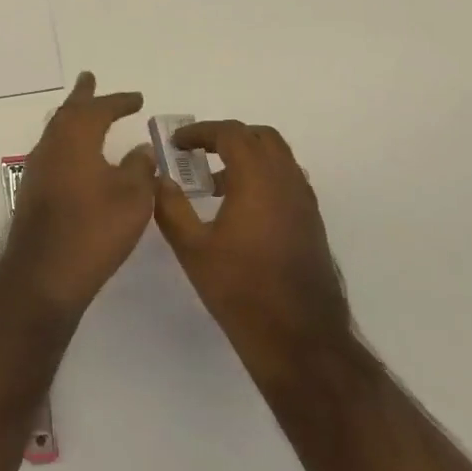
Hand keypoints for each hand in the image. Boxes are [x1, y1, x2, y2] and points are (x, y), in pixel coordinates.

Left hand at [0, 73, 155, 322]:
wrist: (43, 275)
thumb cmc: (94, 230)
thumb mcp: (132, 198)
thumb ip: (140, 168)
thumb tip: (141, 149)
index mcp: (75, 139)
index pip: (98, 109)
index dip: (119, 102)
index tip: (137, 98)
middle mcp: (51, 147)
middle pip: (68, 113)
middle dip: (83, 97)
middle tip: (89, 79)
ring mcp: (37, 170)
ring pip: (56, 132)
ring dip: (72, 118)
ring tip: (85, 112)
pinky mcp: (33, 193)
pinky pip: (52, 153)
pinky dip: (67, 143)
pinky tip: (76, 157)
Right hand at [152, 121, 352, 381]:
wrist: (300, 338)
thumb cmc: (240, 290)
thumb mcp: (192, 249)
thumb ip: (171, 208)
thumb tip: (159, 180)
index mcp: (257, 179)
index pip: (231, 133)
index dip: (201, 132)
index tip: (177, 143)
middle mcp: (287, 180)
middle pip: (261, 137)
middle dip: (228, 137)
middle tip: (198, 153)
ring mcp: (304, 201)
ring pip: (278, 158)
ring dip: (248, 157)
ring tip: (215, 183)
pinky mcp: (312, 222)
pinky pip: (287, 181)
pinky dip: (264, 178)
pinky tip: (241, 210)